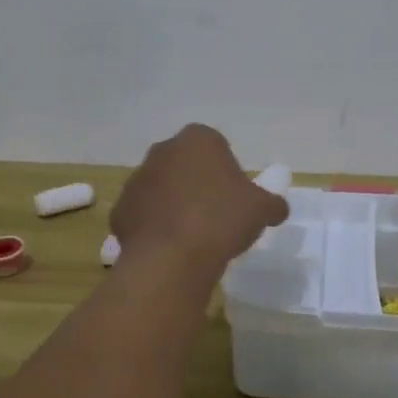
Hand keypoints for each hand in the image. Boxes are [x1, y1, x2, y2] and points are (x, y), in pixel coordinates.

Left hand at [111, 124, 289, 272]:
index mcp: (198, 140)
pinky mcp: (120, 210)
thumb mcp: (262, 210)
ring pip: (161, 188)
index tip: (235, 196)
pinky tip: (170, 248)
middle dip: (197, 183)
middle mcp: (163, 151)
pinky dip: (154, 227)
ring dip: (173, 204)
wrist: (172, 258)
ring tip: (192, 235)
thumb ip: (272, 203)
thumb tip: (277, 208)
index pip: (216, 146)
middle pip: (185, 164)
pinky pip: (143, 214)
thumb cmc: (222, 220)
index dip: (227, 170)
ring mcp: (137, 180)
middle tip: (215, 214)